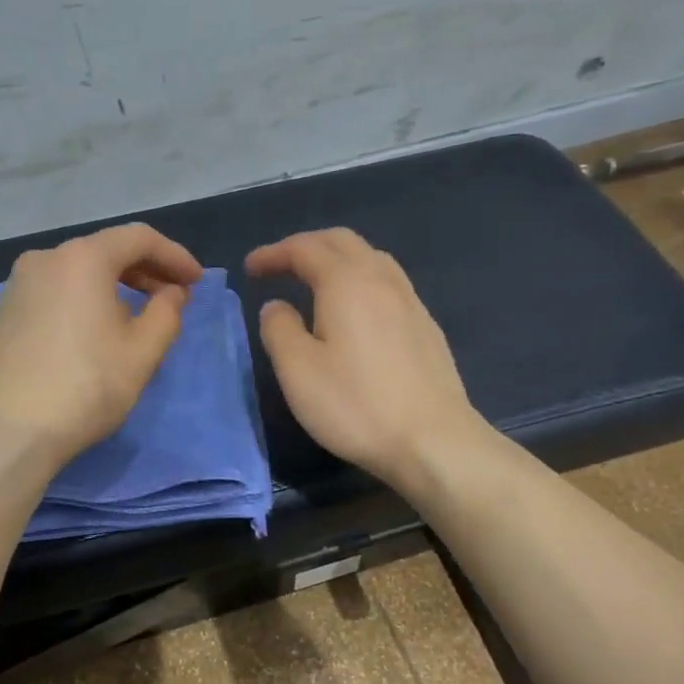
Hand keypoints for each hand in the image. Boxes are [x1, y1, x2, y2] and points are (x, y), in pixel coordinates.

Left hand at [0, 223, 203, 463]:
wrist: (8, 432)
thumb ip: (167, 312)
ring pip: (77, 272)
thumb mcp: (142, 352)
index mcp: (81, 258)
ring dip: (114, 286)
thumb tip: (171, 293)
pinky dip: (83, 300)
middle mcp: (44, 259)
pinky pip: (54, 292)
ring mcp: (16, 285)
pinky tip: (94, 331)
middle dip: (145, 270)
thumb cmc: (85, 387)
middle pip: (105, 250)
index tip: (196, 282)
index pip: (139, 239)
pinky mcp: (2, 313)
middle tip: (173, 297)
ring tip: (137, 317)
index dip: (174, 256)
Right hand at [246, 228, 480, 491]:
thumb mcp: (298, 371)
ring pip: (370, 258)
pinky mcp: (426, 326)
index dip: (274, 253)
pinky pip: (387, 283)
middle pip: (342, 242)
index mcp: (346, 282)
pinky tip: (355, 311)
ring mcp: (410, 301)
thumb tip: (276, 306)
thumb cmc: (357, 405)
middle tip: (279, 267)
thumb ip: (279, 329)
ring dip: (336, 260)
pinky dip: (360, 280)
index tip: (250, 269)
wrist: (433, 441)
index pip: (304, 249)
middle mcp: (381, 280)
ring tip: (314, 283)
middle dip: (306, 246)